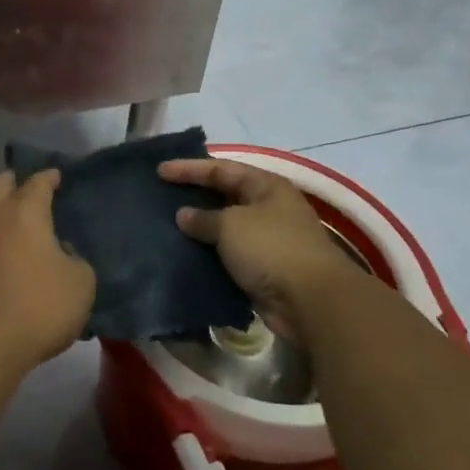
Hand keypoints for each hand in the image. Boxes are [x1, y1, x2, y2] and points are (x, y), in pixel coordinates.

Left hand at [0, 169, 96, 374]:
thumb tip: (59, 253)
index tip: (58, 176)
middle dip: (15, 181)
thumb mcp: (81, 282)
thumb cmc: (40, 305)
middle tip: (32, 188)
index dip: (49, 177)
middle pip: (0, 185)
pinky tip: (14, 257)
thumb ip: (75, 259)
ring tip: (27, 227)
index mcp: (26, 213)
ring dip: (5, 214)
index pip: (38, 183)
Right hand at [157, 157, 355, 339]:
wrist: (310, 300)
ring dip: (199, 228)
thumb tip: (183, 215)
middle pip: (225, 195)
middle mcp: (269, 208)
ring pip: (226, 227)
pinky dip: (208, 253)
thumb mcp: (231, 225)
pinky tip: (184, 255)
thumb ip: (203, 218)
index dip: (189, 168)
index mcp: (266, 186)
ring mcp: (268, 239)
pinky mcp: (263, 268)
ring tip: (166, 226)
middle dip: (194, 196)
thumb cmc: (271, 248)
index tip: (159, 171)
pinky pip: (229, 254)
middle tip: (161, 196)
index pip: (221, 169)